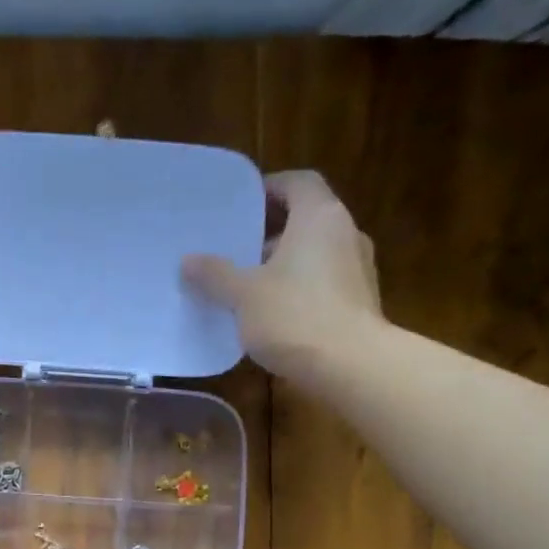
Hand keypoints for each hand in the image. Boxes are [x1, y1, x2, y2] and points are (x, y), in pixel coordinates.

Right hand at [181, 170, 382, 377]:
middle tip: (237, 249)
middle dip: (272, 232)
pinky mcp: (361, 301)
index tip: (242, 206)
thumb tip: (188, 261)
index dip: (269, 189)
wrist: (351, 365)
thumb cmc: (295, 315)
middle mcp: (346, 233)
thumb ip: (216, 274)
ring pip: (316, 253)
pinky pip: (325, 282)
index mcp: (319, 217)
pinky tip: (276, 313)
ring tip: (251, 285)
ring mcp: (359, 268)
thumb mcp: (244, 295)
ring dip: (286, 262)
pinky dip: (301, 287)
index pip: (298, 183)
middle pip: (307, 218)